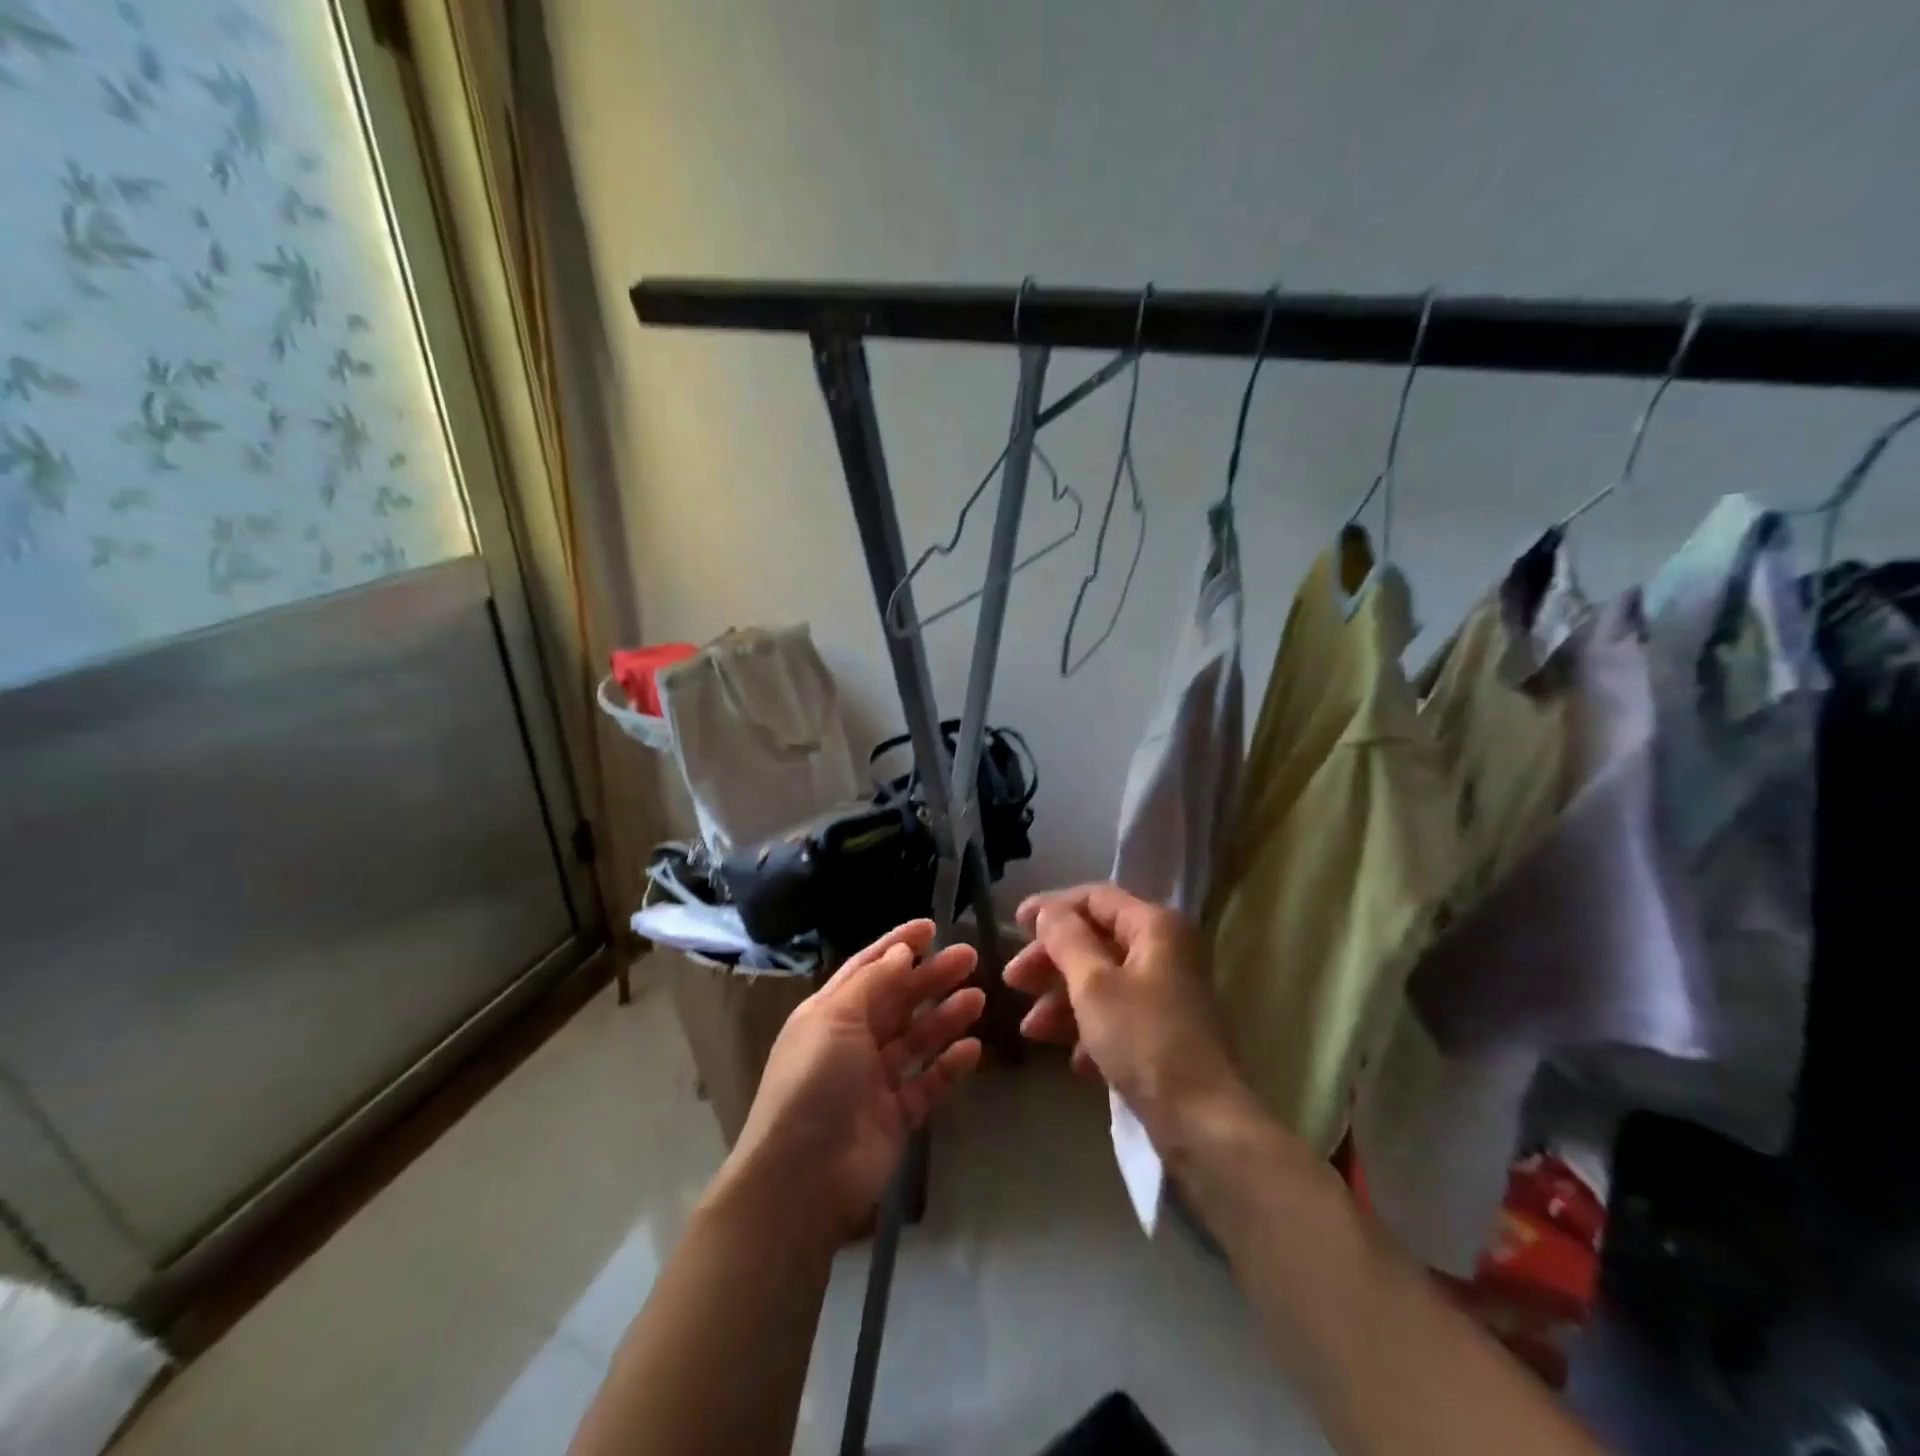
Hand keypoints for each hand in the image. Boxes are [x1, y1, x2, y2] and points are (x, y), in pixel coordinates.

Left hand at [722, 920, 984, 1242]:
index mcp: (829, 1013)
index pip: (868, 968)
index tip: (932, 926)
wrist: (802, 1178)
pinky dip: (949, 1065)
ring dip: (945, 1016)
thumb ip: (872, 982)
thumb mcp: (835, 1019)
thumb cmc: (813, 1083)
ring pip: (916, 1039)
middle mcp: (852, 1041)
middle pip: (897, 1000)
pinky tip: (973, 1049)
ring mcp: (874, 1081)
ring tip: (978, 997)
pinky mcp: (896, 1116)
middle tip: (969, 957)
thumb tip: (901, 951)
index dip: (898, 945)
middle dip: (931, 977)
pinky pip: (927, 1082)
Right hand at [1005, 884, 1249, 1143]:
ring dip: (1062, 1000)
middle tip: (1013, 981)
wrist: (1204, 1124)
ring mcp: (1167, 994)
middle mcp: (1165, 951)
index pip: (1095, 898)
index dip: (1052, 907)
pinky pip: (1118, 1016)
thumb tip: (1048, 910)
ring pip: (1102, 981)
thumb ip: (1066, 939)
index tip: (1014, 924)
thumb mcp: (1094, 984)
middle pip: (1096, 940)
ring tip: (1030, 1030)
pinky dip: (1090, 1030)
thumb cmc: (1144, 1040)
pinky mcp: (1165, 1033)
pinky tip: (1073, 1061)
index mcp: (1156, 927)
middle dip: (1051, 961)